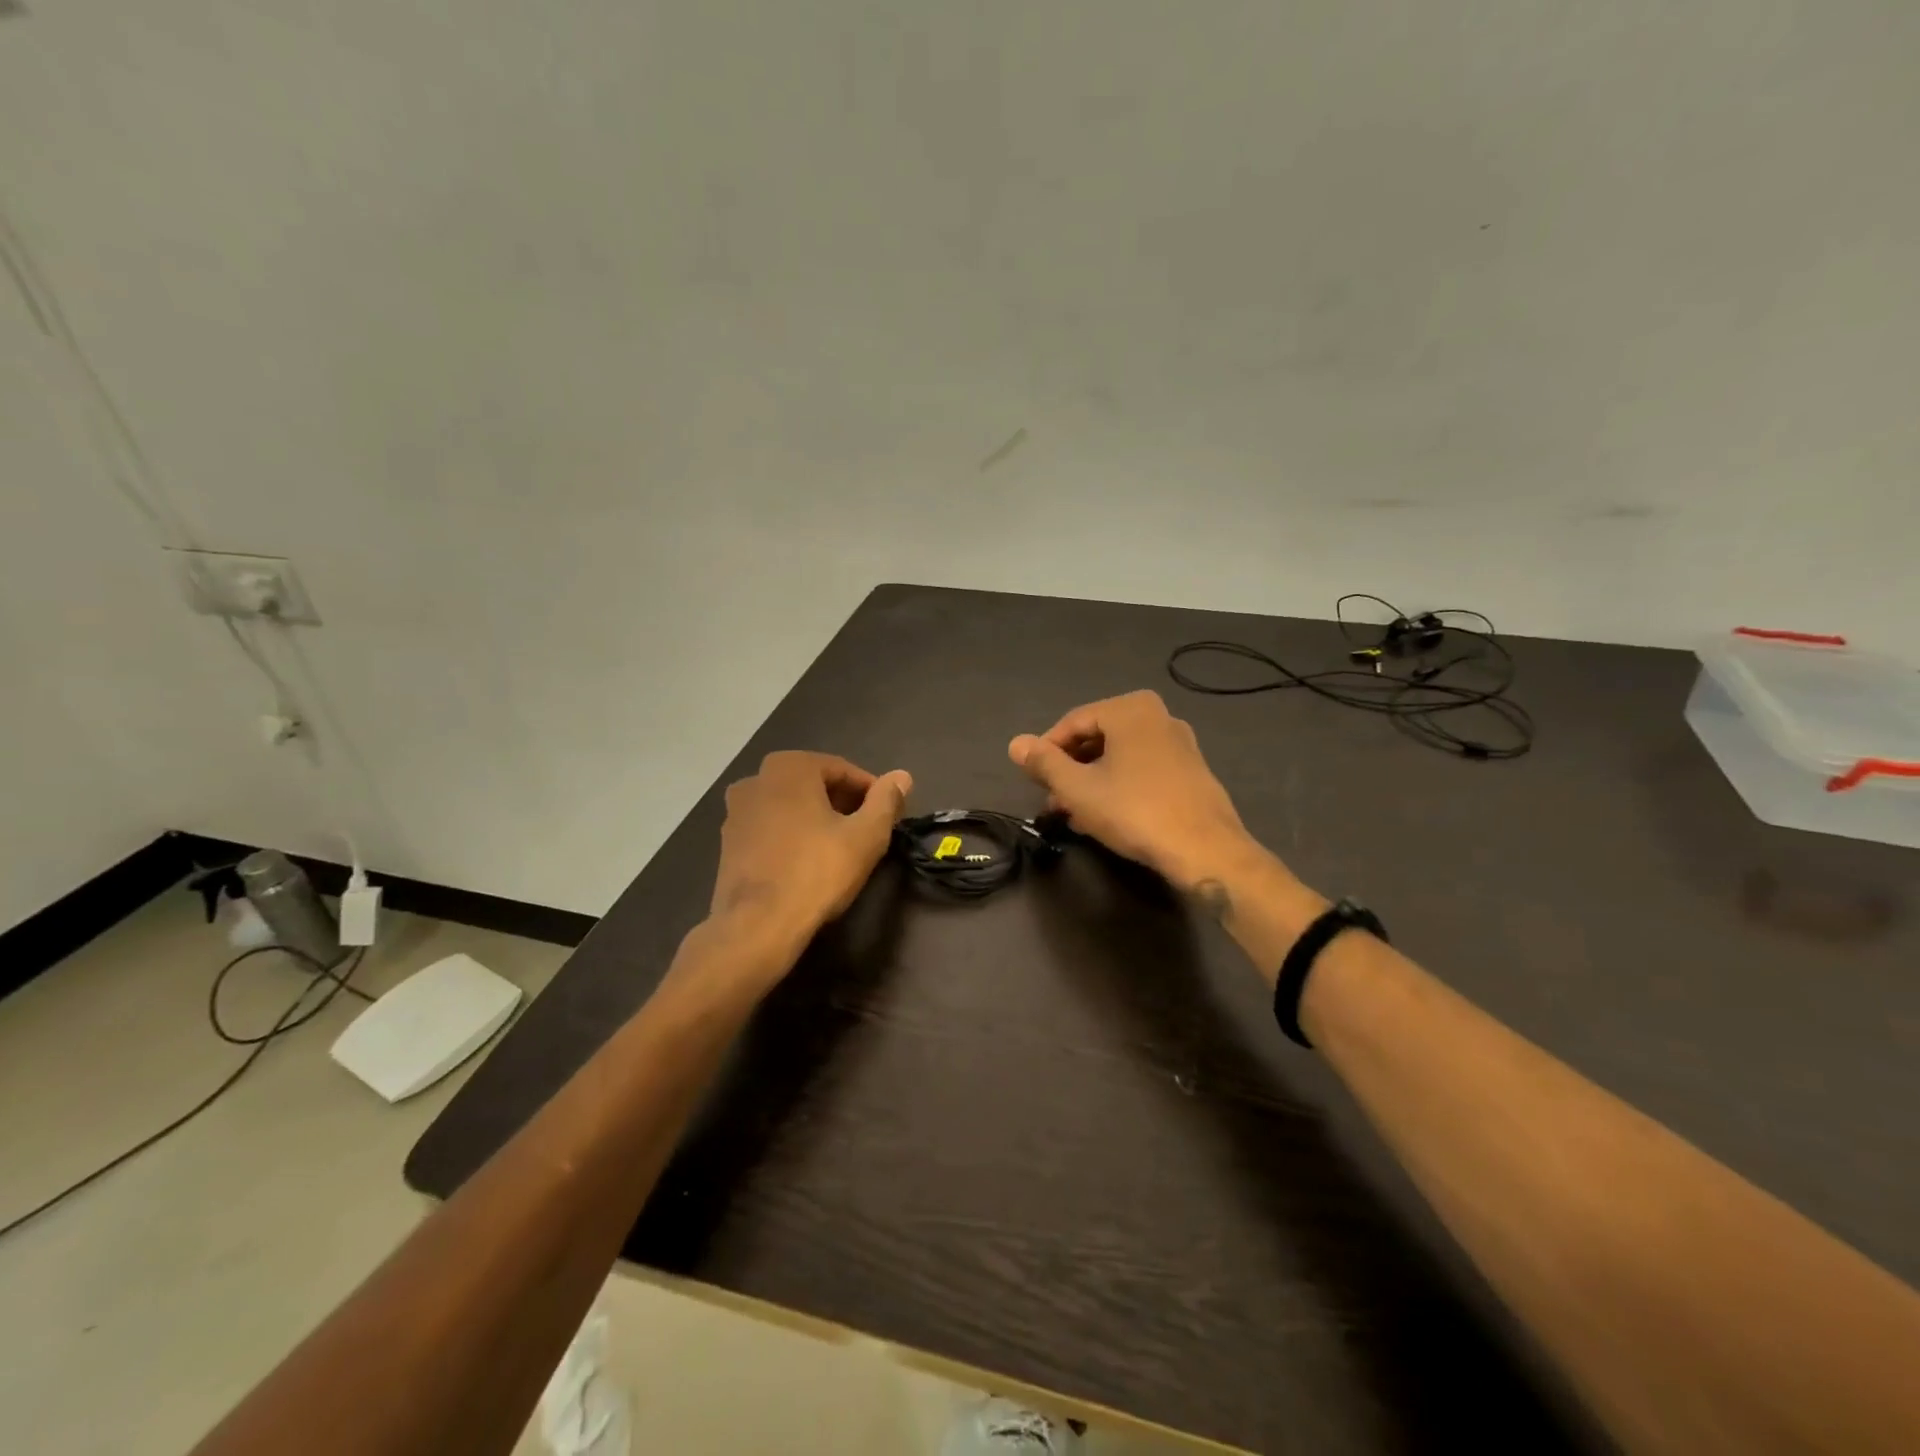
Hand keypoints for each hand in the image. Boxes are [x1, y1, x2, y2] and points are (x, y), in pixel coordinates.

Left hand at [711, 751, 911, 951]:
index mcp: (790, 766)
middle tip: (866, 832)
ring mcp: (735, 810)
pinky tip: (807, 862)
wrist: (757, 925)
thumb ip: (886, 801)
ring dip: (816, 819)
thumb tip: (902, 776)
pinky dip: (791, 835)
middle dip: (843, 804)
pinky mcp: (726, 842)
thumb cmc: (817, 872)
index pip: (844, 771)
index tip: (888, 817)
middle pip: (814, 785)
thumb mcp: (866, 836)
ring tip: (839, 848)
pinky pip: (770, 827)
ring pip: (790, 806)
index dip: (871, 793)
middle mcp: (756, 778)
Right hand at [1009, 691, 1256, 891]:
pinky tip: (1107, 816)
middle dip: (1070, 769)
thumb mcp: (1077, 788)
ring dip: (1092, 781)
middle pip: (1097, 737)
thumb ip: (1044, 763)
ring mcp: (1179, 742)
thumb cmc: (1134, 810)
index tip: (1034, 782)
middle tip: (1052, 801)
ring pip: (1119, 756)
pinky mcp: (1192, 770)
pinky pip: (1142, 769)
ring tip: (1074, 814)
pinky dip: (1119, 785)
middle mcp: (1158, 715)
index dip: (1047, 751)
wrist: (1205, 849)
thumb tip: (1016, 743)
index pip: (1072, 723)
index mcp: (1129, 708)